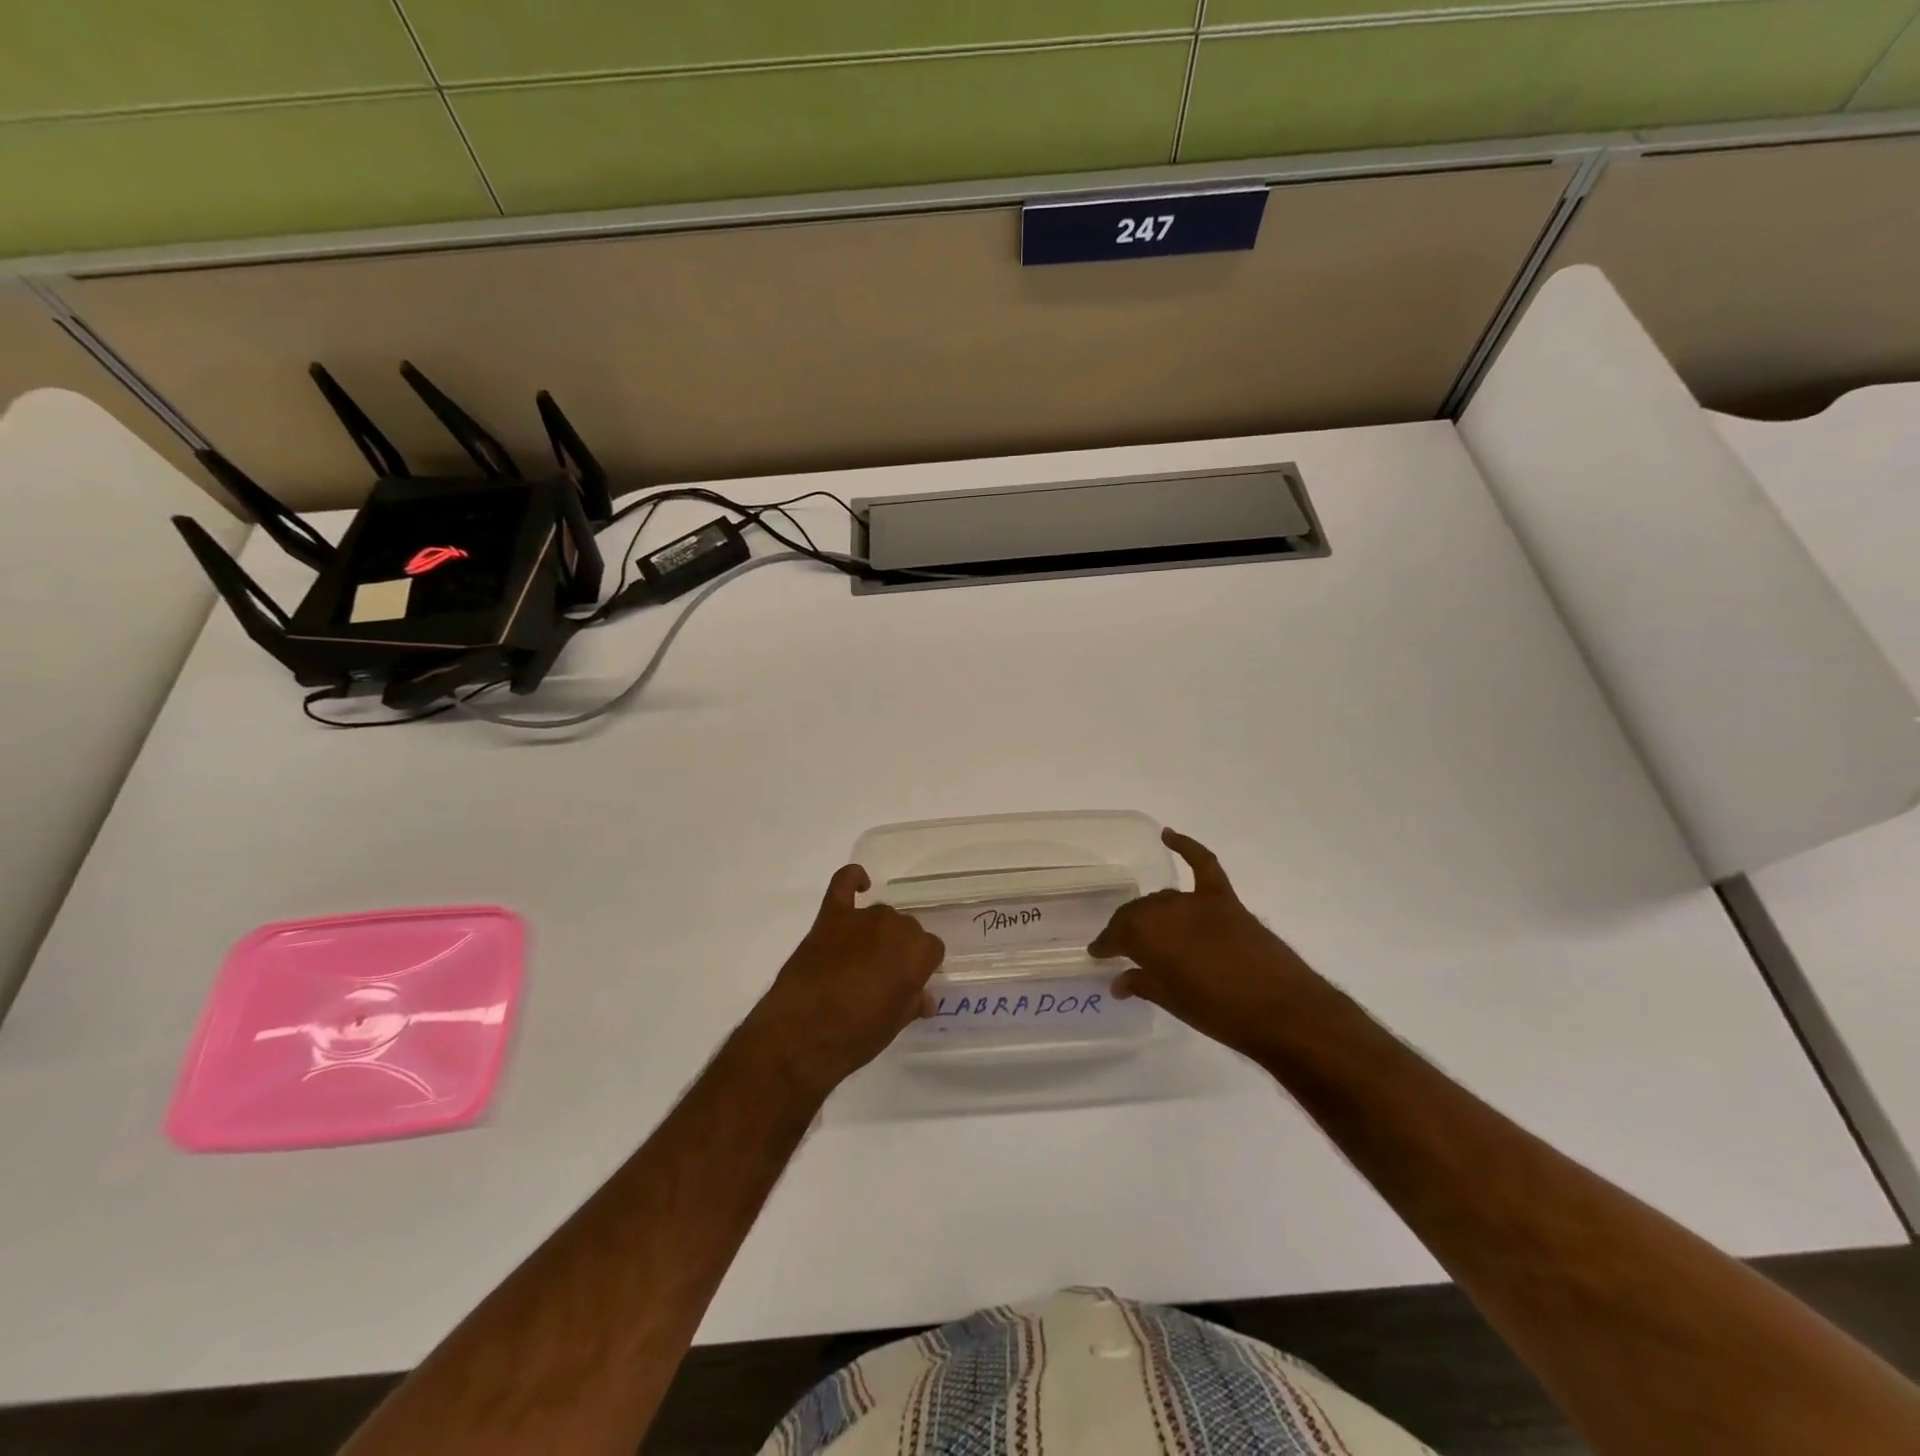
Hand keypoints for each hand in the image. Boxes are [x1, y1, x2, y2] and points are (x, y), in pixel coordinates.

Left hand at [741, 865, 946, 1097]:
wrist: (800, 1035)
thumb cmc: (855, 1036)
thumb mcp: (894, 1025)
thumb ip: (911, 1002)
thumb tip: (923, 997)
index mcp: (917, 953)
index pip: (931, 949)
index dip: (920, 967)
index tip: (908, 984)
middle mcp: (894, 927)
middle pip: (906, 930)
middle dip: (899, 950)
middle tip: (882, 977)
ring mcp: (860, 918)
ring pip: (880, 915)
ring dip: (876, 933)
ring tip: (861, 959)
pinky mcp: (830, 917)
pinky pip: (844, 884)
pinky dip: (853, 878)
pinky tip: (860, 883)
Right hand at [1088, 829, 1323, 1058]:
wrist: (1283, 1011)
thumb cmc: (1219, 1013)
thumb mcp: (1173, 1002)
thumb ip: (1143, 985)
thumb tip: (1119, 982)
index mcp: (1146, 936)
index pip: (1116, 935)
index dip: (1105, 945)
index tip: (1097, 954)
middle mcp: (1165, 911)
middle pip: (1137, 913)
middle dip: (1125, 929)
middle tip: (1121, 946)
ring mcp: (1197, 901)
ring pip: (1163, 898)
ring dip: (1151, 912)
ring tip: (1147, 929)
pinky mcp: (1226, 899)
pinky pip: (1203, 864)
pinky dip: (1186, 846)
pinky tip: (1168, 835)